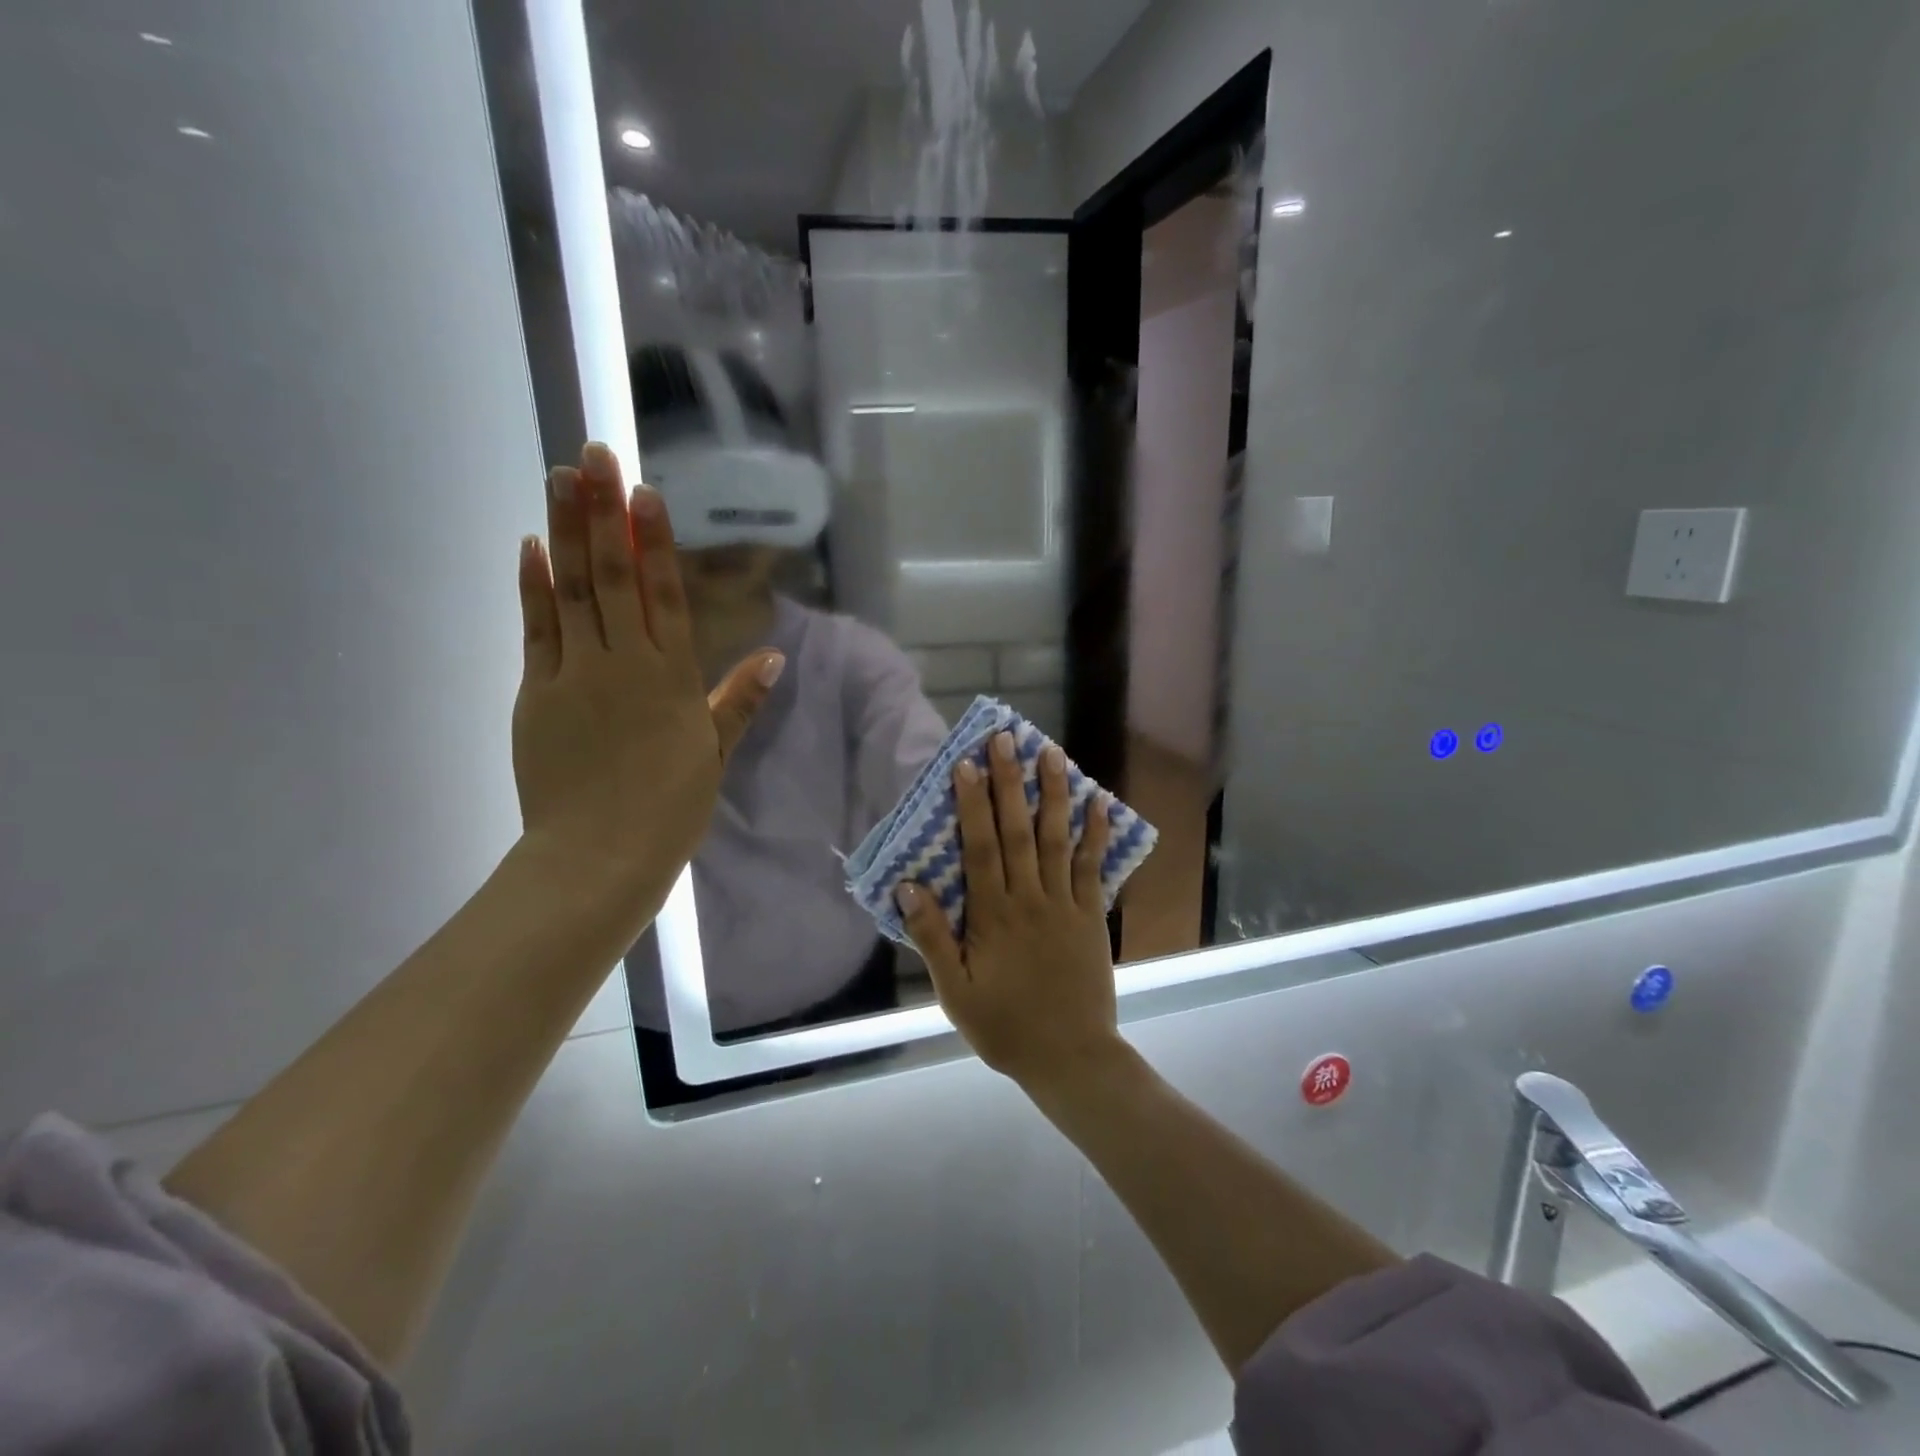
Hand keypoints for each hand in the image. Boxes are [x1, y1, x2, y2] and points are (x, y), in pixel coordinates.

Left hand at [512, 442, 783, 919]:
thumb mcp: (715, 754)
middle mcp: (625, 664)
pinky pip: (536, 629)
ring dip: (564, 530)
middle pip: (614, 577)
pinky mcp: (536, 692)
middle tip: (594, 454)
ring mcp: (575, 674)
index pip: (665, 595)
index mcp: (672, 679)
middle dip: (603, 512)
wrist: (599, 856)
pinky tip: (530, 546)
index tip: (644, 492)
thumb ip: (738, 700)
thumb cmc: (669, 808)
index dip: (655, 541)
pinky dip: (533, 586)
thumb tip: (775, 656)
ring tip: (560, 476)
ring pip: (572, 589)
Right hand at [896, 732, 1120, 1089]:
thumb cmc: (1004, 1026)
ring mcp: (1064, 904)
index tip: (966, 764)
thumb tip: (908, 886)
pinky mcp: (1090, 915)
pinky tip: (1099, 802)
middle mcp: (1029, 898)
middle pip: (1018, 831)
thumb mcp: (955, 991)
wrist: (1069, 1057)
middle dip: (1010, 782)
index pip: (980, 847)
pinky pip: (1092, 868)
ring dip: (1053, 794)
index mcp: (992, 915)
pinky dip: (1095, 834)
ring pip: (1057, 839)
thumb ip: (933, 937)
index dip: (972, 804)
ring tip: (1051, 753)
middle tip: (1006, 739)